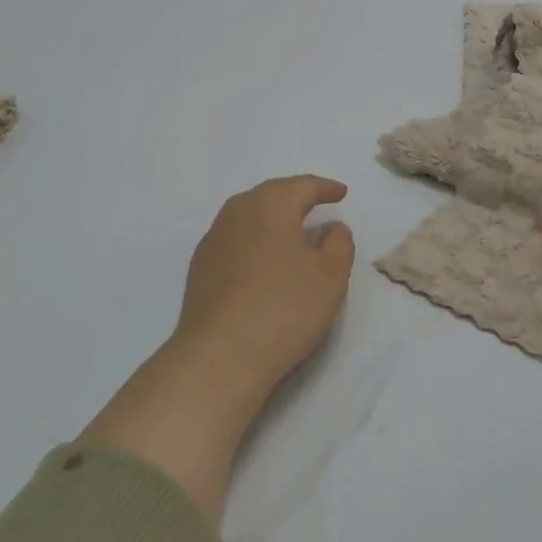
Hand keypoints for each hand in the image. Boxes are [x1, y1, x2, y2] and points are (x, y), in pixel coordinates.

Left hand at [79, 175, 354, 524]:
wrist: (219, 355)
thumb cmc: (283, 307)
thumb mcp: (330, 275)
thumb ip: (338, 244)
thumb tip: (331, 228)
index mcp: (269, 204)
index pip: (302, 186)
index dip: (325, 188)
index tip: (340, 193)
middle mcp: (236, 213)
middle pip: (270, 196)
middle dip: (294, 198)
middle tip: (316, 205)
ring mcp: (213, 241)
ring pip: (248, 218)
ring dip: (272, 221)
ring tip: (292, 234)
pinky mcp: (200, 270)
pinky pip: (235, 242)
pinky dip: (254, 243)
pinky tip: (263, 263)